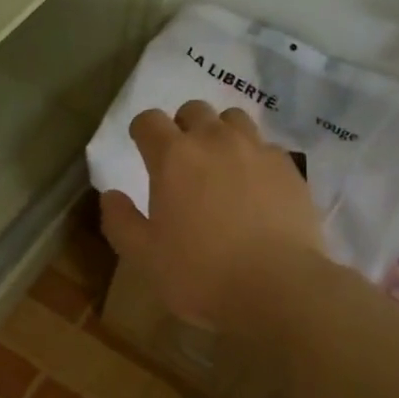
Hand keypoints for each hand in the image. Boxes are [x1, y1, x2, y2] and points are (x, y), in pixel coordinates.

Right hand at [100, 101, 327, 329]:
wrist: (278, 287)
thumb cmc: (200, 273)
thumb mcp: (144, 255)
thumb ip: (120, 220)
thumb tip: (110, 195)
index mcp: (173, 157)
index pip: (149, 121)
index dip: (142, 131)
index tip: (141, 147)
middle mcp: (214, 141)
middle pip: (194, 110)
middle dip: (182, 126)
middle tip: (181, 158)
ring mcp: (256, 150)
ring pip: (233, 119)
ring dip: (220, 132)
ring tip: (220, 163)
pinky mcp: (288, 167)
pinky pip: (265, 145)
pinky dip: (253, 155)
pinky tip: (254, 184)